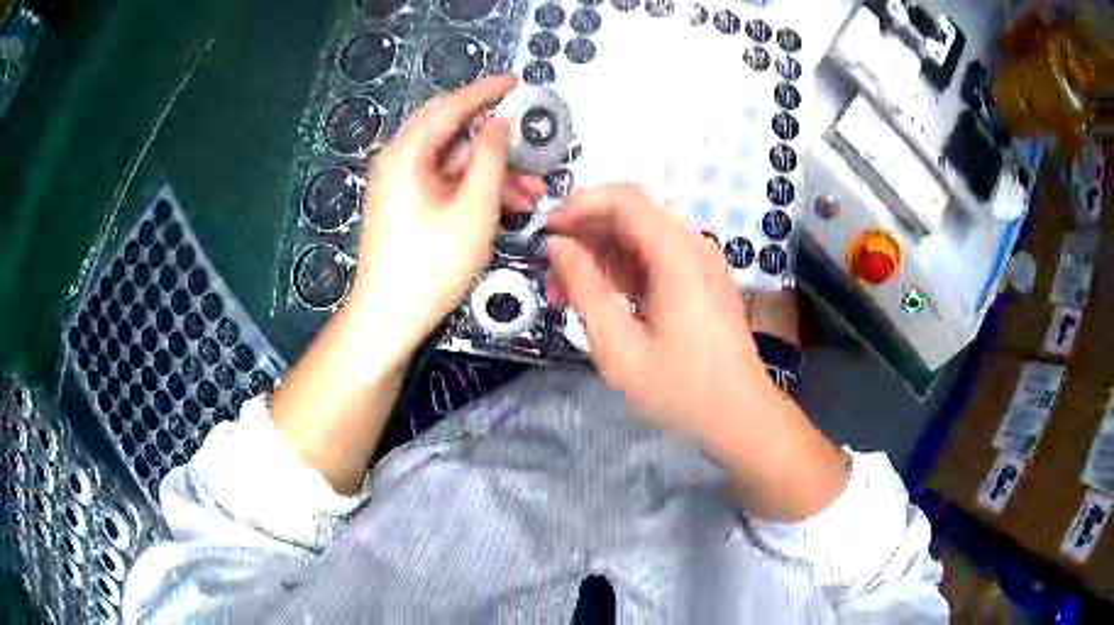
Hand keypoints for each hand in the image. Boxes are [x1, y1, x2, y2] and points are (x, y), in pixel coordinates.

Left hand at [348, 76, 544, 361]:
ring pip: (453, 162)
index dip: (486, 92)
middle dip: (495, 139)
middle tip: (530, 142)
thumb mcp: (473, 208)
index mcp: (407, 154)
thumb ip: (490, 158)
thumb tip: (498, 123)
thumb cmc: (430, 265)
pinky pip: (445, 184)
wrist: (389, 316)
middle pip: (451, 132)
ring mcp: (401, 185)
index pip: (450, 106)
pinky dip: (474, 189)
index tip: (515, 83)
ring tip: (532, 192)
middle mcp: (399, 161)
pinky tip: (506, 206)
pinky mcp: (406, 205)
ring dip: (492, 172)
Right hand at [549, 183, 845, 519]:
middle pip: (631, 215)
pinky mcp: (703, 282)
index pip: (623, 197)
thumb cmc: (682, 391)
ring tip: (569, 294)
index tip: (548, 235)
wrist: (741, 418)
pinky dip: (624, 271)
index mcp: (677, 254)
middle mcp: (693, 246)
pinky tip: (603, 301)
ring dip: (601, 256)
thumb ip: (586, 289)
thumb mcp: (620, 348)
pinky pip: (656, 260)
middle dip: (585, 235)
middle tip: (553, 276)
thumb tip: (558, 246)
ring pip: (641, 238)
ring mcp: (702, 263)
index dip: (579, 205)